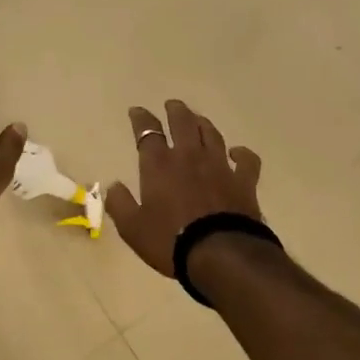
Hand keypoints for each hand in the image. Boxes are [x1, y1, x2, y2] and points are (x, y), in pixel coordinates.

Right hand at [107, 100, 263, 277]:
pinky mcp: (244, 181)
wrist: (220, 255)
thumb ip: (120, 204)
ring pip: (211, 134)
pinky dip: (241, 153)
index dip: (141, 119)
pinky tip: (237, 152)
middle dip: (176, 111)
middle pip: (183, 123)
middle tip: (172, 105)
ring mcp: (219, 166)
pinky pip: (246, 160)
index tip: (137, 111)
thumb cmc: (170, 241)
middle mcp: (189, 157)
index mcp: (159, 165)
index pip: (147, 132)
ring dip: (203, 124)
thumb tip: (113, 185)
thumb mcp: (132, 228)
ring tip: (198, 120)